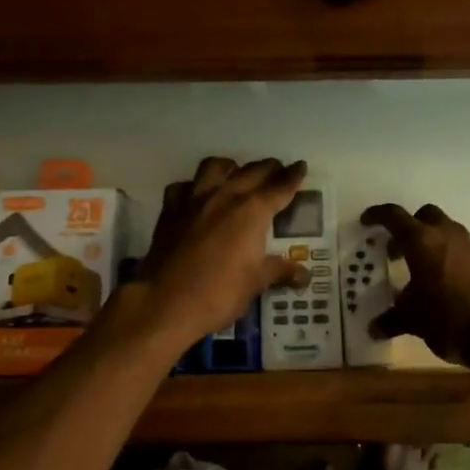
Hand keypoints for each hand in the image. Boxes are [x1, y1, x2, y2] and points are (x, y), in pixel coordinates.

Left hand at [134, 157, 309, 344]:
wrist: (165, 303)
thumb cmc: (218, 293)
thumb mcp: (256, 283)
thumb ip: (280, 271)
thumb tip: (304, 275)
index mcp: (252, 211)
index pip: (279, 188)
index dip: (293, 176)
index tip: (300, 166)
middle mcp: (225, 196)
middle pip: (252, 171)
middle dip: (268, 168)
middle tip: (277, 170)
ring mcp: (194, 200)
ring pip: (215, 167)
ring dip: (231, 167)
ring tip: (237, 174)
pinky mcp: (170, 210)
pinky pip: (183, 186)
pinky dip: (193, 186)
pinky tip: (197, 196)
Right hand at [359, 202, 469, 367]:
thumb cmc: (448, 319)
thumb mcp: (413, 320)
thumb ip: (392, 320)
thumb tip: (374, 328)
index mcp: (422, 241)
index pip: (394, 217)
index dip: (377, 216)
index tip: (366, 221)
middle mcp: (447, 235)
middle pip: (425, 215)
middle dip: (409, 227)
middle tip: (396, 250)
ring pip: (446, 230)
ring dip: (431, 241)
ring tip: (418, 268)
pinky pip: (461, 249)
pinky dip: (448, 256)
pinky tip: (442, 282)